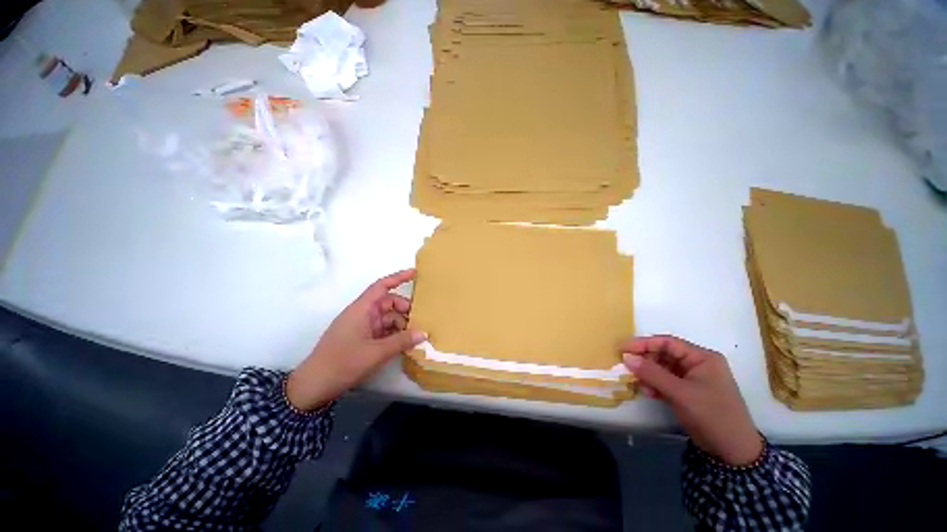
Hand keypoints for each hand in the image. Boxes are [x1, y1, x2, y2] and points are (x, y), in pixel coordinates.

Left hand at [286, 269, 426, 410]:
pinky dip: (395, 334)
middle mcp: (363, 314)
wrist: (314, 386)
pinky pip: (384, 330)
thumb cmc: (342, 363)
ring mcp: (363, 327)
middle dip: (405, 309)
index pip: (381, 286)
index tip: (415, 273)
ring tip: (417, 335)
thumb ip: (401, 341)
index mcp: (361, 309)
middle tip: (422, 320)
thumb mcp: (375, 353)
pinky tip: (406, 343)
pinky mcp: (363, 339)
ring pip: (388, 318)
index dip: (398, 277)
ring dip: (402, 324)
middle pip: (389, 303)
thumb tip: (424, 333)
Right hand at [621, 335, 762, 465]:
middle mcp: (697, 364)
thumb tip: (626, 357)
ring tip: (640, 385)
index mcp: (701, 357)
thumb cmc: (711, 415)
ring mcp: (692, 378)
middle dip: (645, 361)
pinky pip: (665, 381)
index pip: (667, 343)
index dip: (642, 343)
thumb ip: (652, 373)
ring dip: (648, 375)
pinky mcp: (687, 391)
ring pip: (662, 368)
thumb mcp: (680, 393)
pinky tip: (649, 393)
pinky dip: (655, 385)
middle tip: (627, 369)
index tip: (622, 348)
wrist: (733, 452)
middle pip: (663, 354)